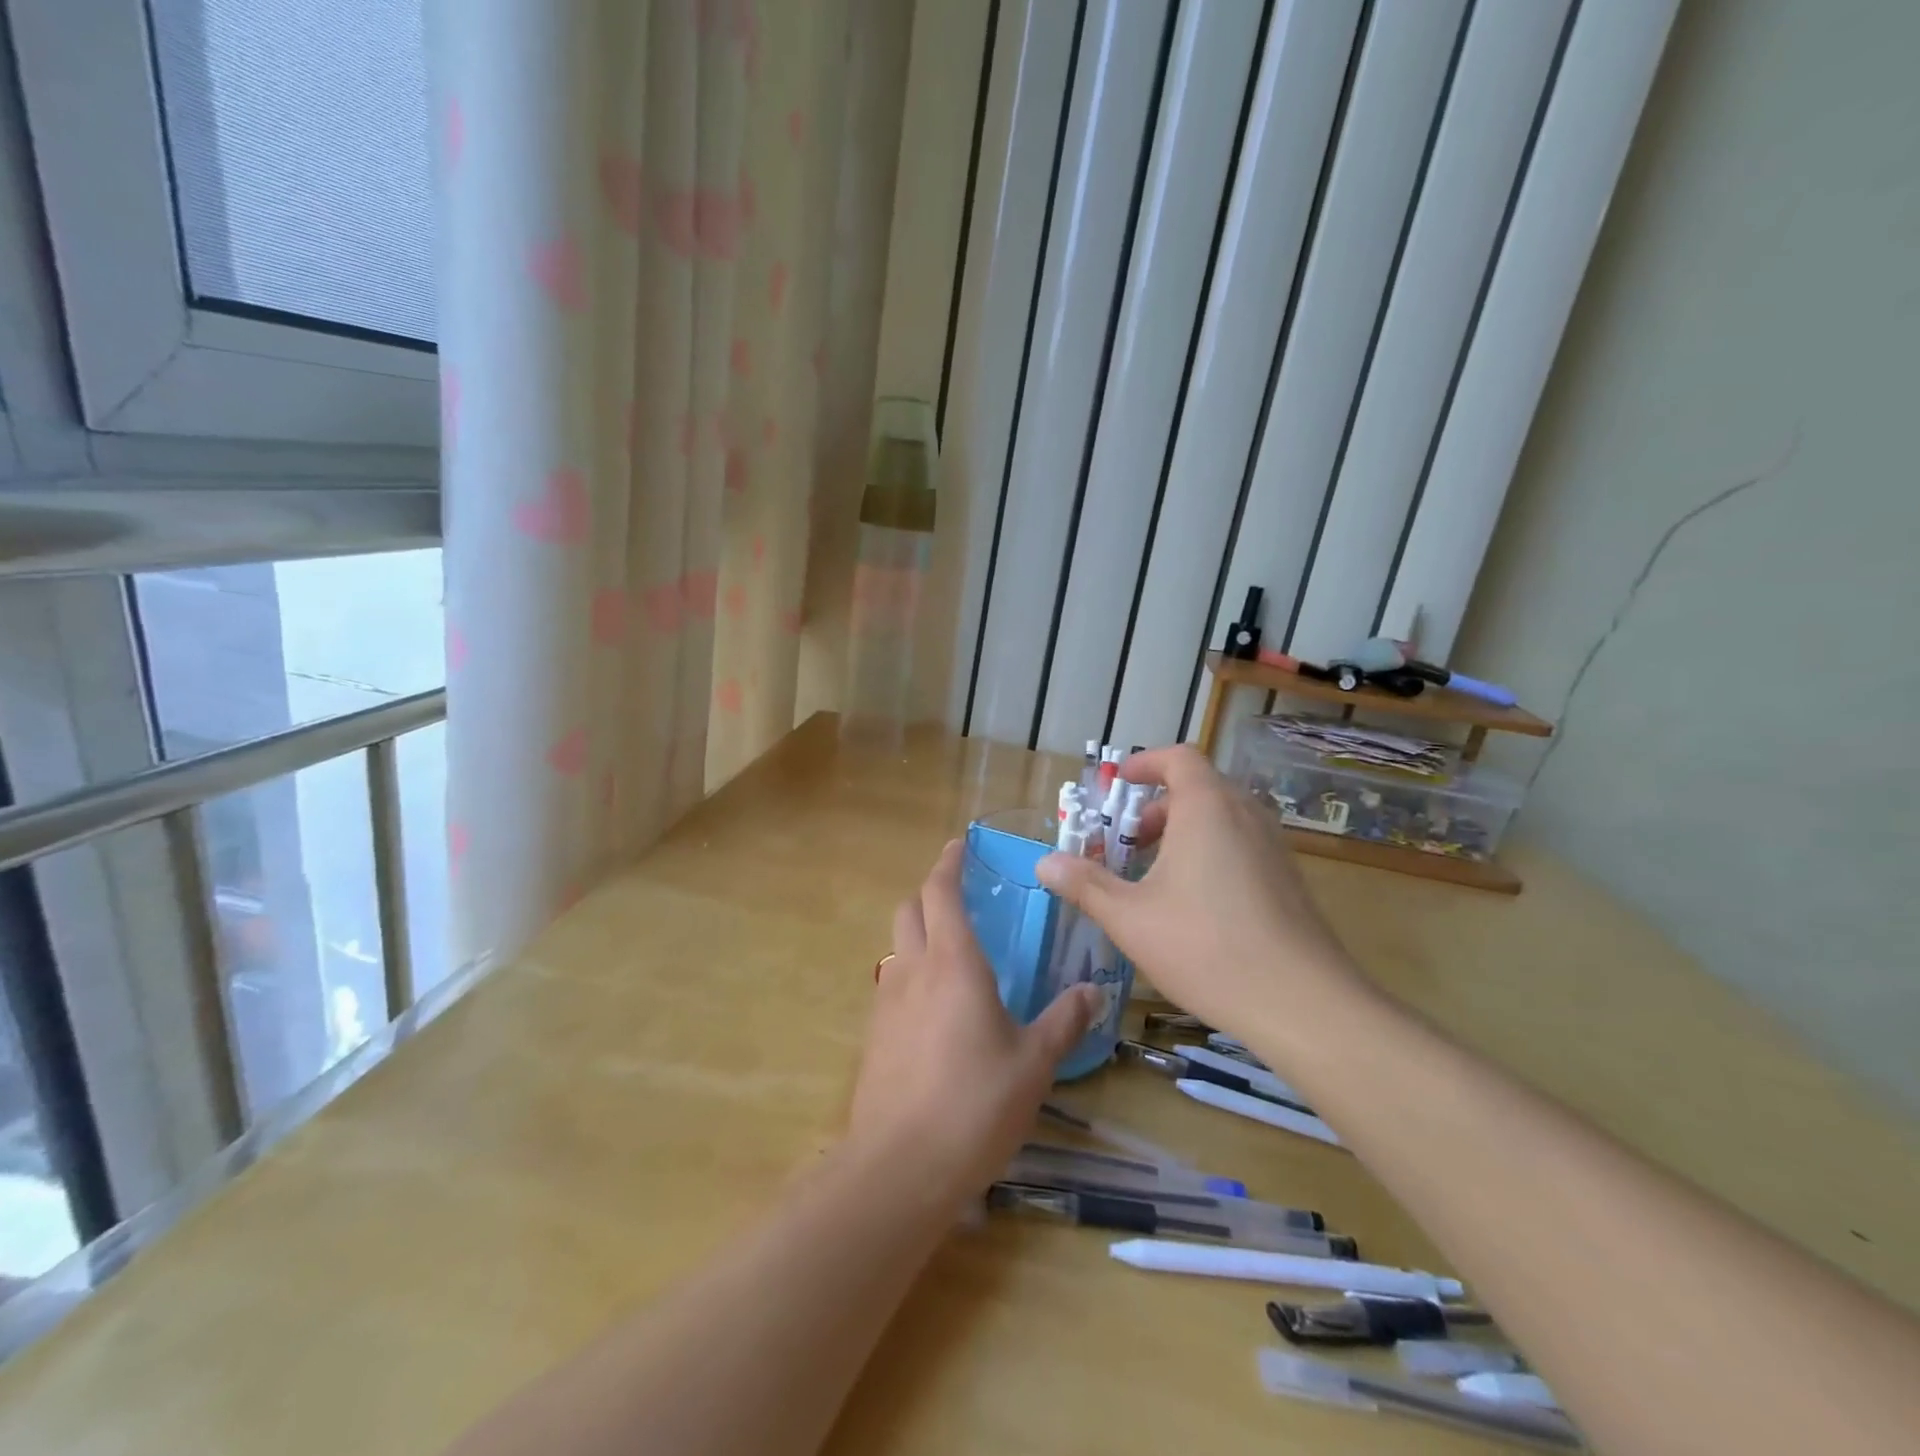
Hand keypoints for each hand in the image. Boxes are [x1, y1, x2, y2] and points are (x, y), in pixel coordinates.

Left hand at [847, 840, 1099, 1210]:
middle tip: (959, 896)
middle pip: (909, 910)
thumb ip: (1064, 1021)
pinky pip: (892, 986)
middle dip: (930, 892)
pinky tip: (935, 1010)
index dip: (948, 864)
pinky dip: (912, 975)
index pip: (940, 892)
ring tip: (953, 954)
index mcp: (953, 963)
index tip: (958, 846)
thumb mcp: (1033, 1063)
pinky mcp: (874, 1036)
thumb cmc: (975, 1104)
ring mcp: (886, 1003)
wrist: (899, 1166)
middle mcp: (913, 970)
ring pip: (897, 947)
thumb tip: (1093, 990)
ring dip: (919, 934)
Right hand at [1036, 746, 1358, 1038]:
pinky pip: (1241, 845)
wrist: (1302, 1002)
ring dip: (1183, 833)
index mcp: (1207, 808)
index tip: (1118, 784)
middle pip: (1198, 788)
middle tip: (1128, 843)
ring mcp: (1273, 847)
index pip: (1178, 758)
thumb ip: (1085, 885)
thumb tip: (1044, 863)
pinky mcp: (1288, 880)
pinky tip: (1194, 905)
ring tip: (1155, 876)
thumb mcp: (1129, 917)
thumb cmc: (1205, 946)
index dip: (1145, 764)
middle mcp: (1245, 815)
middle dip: (1156, 808)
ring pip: (1221, 819)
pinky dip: (1210, 853)